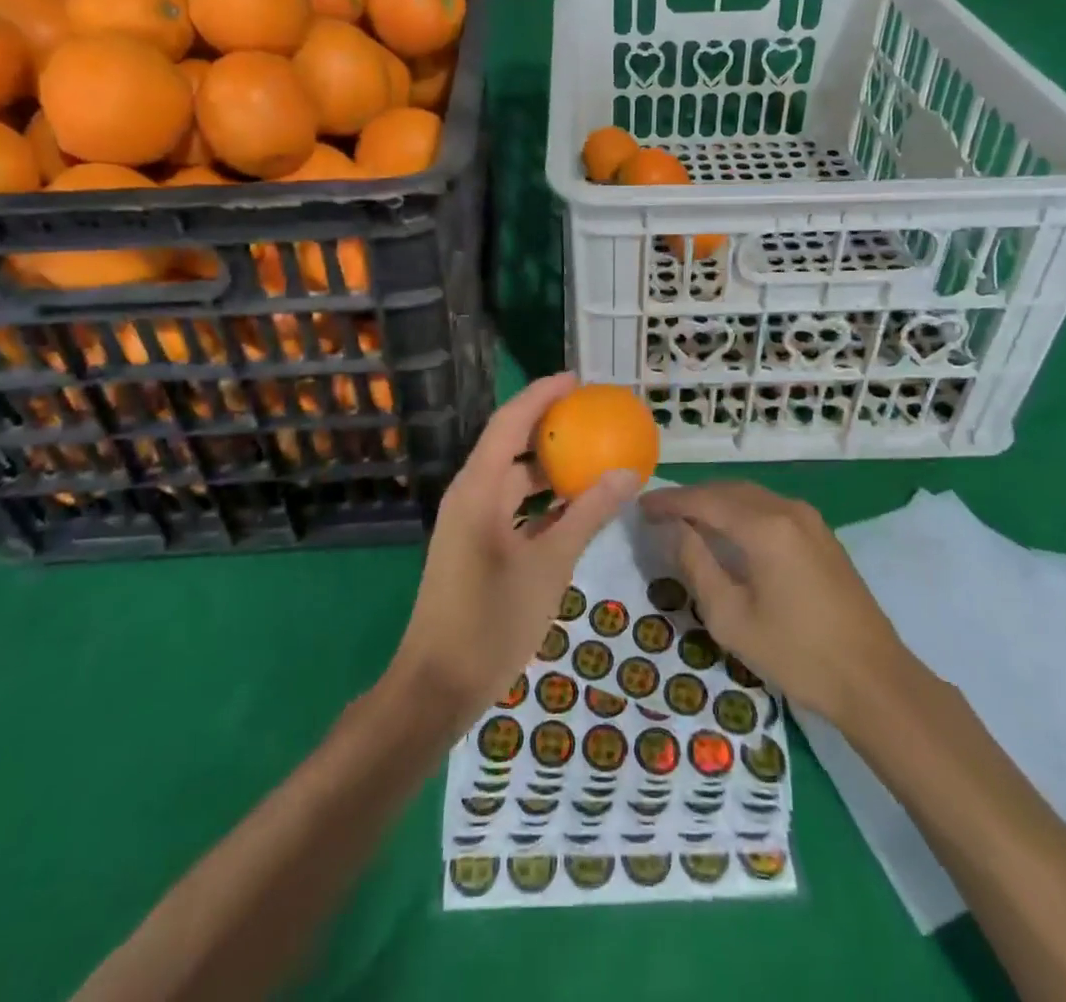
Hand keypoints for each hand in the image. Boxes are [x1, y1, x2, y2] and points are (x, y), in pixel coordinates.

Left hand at [390, 374, 639, 728]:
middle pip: (510, 445)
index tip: (578, 380)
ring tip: (593, 456)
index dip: (541, 395)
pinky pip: (512, 507)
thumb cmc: (492, 621)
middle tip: (595, 417)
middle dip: (550, 428)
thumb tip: (628, 473)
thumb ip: (588, 515)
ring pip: (513, 479)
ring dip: (549, 467)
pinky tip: (576, 506)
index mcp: (478, 489)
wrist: (438, 685)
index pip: (509, 422)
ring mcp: (470, 522)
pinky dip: (542, 501)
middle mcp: (470, 495)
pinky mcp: (475, 545)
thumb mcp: (550, 565)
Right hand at [639, 482, 912, 726]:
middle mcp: (787, 510)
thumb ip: (696, 564)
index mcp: (763, 526)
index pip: (704, 500)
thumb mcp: (730, 617)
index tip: (641, 507)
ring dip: (716, 502)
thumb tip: (673, 529)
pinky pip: (770, 508)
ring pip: (750, 495)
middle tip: (658, 513)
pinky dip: (740, 510)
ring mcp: (809, 520)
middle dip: (691, 498)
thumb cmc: (796, 653)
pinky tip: (728, 530)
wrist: (874, 680)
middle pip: (727, 490)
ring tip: (686, 519)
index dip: (669, 501)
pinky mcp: (821, 535)